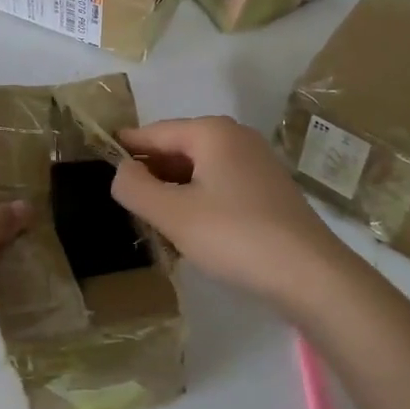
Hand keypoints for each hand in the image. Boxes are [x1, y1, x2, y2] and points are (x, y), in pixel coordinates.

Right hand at [112, 116, 359, 314]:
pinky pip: (219, 185)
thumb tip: (119, 171)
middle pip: (177, 148)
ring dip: (172, 188)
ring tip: (148, 215)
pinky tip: (187, 227)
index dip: (124, 147)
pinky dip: (197, 198)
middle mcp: (236, 138)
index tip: (97, 160)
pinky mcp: (268, 191)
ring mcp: (256, 164)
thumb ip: (135, 188)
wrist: (312, 276)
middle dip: (149, 171)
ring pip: (198, 169)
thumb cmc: (236, 236)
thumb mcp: (173, 214)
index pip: (154, 133)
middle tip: (121, 198)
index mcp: (212, 132)